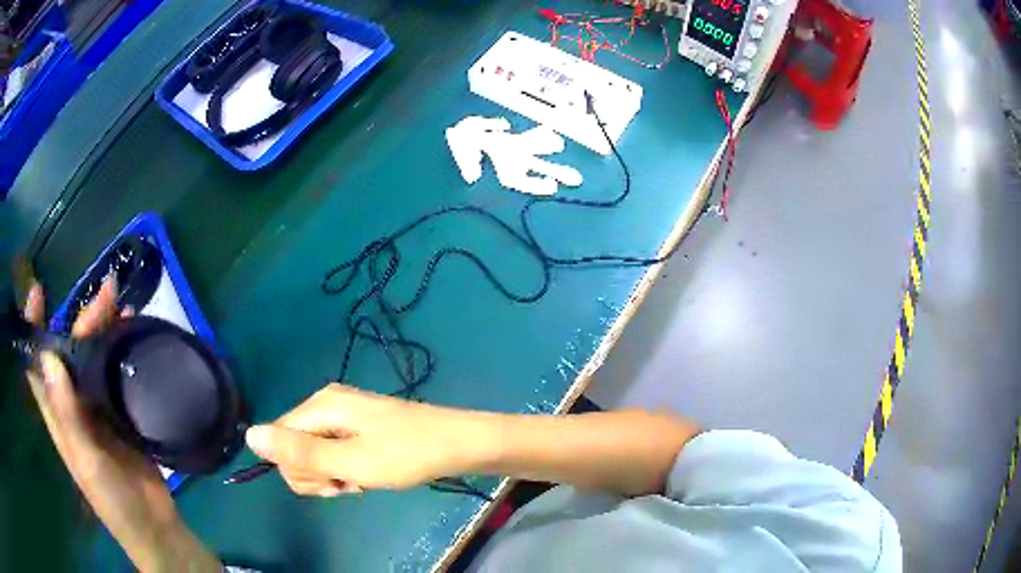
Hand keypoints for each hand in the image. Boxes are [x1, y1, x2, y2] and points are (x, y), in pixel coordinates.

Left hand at [24, 279, 218, 571]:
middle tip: (106, 297)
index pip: (37, 366)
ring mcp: (98, 409)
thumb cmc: (114, 502)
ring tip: (122, 304)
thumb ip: (67, 415)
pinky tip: (135, 336)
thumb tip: (50, 357)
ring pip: (93, 359)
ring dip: (103, 330)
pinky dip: (122, 351)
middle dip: (81, 320)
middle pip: (70, 352)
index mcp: (59, 416)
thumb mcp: (88, 463)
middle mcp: (74, 405)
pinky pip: (116, 374)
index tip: (38, 293)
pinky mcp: (121, 414)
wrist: (155, 527)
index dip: (34, 328)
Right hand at [246, 383, 496, 496]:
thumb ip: (300, 452)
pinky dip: (346, 470)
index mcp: (320, 406)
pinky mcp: (356, 428)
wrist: (457, 444)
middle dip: (317, 474)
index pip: (278, 440)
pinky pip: (334, 453)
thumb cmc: (406, 455)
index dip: (298, 469)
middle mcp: (325, 405)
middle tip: (349, 483)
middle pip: (294, 446)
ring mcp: (342, 416)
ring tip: (362, 480)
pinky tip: (367, 476)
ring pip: (314, 454)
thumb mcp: (350, 462)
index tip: (331, 481)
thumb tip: (249, 435)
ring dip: (333, 475)